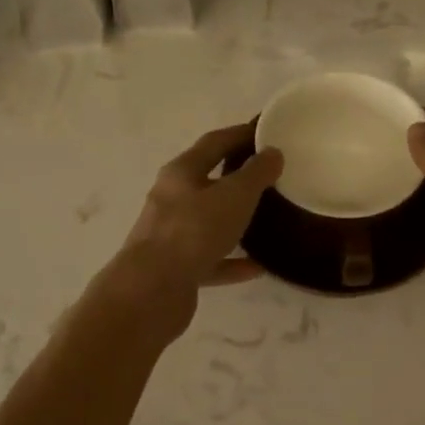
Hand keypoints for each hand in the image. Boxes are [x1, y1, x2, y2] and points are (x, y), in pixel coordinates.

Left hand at [109, 123, 282, 336]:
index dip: (240, 135)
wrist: (151, 290)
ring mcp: (171, 235)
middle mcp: (171, 198)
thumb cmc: (194, 231)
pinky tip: (258, 267)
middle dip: (237, 177)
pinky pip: (211, 259)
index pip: (214, 142)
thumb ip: (256, 173)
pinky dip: (233, 261)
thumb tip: (272, 152)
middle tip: (271, 177)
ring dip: (235, 220)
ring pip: (208, 222)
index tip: (266, 133)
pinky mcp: (176, 268)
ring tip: (267, 220)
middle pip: (208, 181)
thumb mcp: (234, 196)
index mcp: (181, 172)